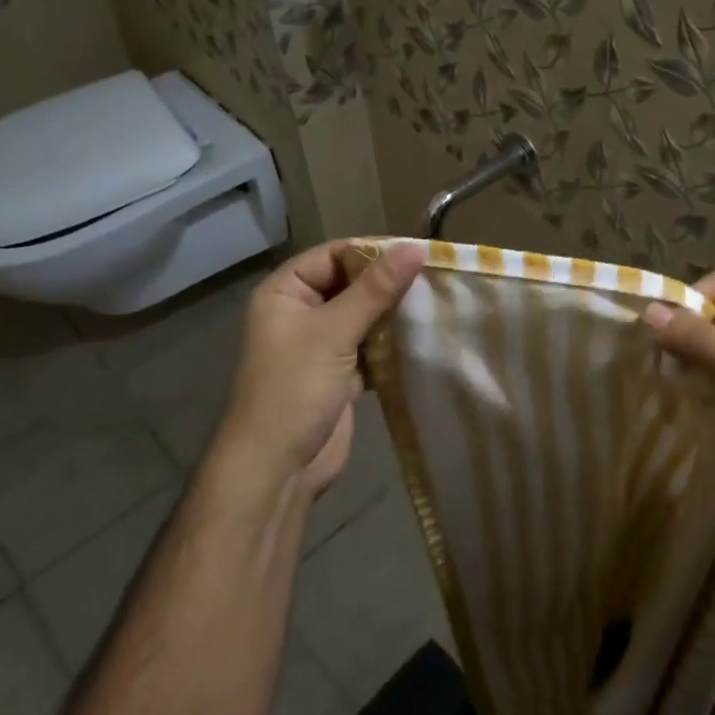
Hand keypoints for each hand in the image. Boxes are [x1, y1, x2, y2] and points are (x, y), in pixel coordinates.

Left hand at [206, 241, 425, 507]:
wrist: (278, 467)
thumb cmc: (295, 390)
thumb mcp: (334, 333)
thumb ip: (376, 290)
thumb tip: (415, 248)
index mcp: (284, 292)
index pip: (334, 255)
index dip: (374, 252)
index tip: (418, 253)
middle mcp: (300, 312)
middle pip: (351, 284)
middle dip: (389, 284)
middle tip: (435, 278)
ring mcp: (320, 345)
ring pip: (364, 316)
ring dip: (394, 314)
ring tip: (436, 304)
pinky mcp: (340, 373)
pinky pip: (370, 346)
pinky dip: (392, 343)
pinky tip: (423, 337)